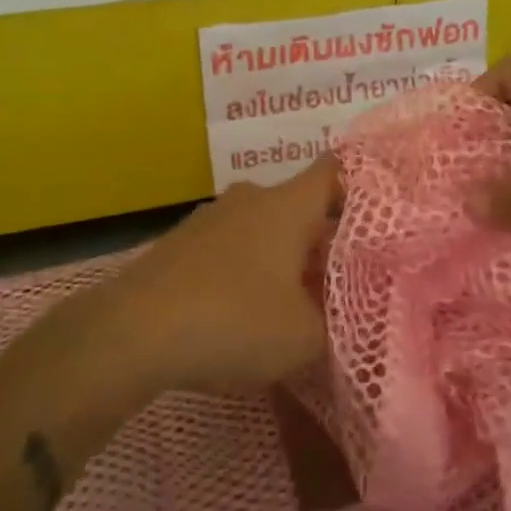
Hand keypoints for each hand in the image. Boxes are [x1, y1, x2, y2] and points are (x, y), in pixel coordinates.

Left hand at [109, 160, 338, 395]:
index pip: (334, 171)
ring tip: (294, 303)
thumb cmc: (234, 321)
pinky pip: (229, 250)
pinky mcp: (179, 245)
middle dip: (321, 240)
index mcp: (287, 205)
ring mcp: (210, 219)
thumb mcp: (305, 338)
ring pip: (262, 230)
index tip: (380, 209)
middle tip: (342, 278)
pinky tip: (244, 313)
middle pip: (299, 208)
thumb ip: (334, 326)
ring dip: (281, 259)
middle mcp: (250, 198)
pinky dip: (245, 272)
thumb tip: (337, 319)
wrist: (131, 333)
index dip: (360, 183)